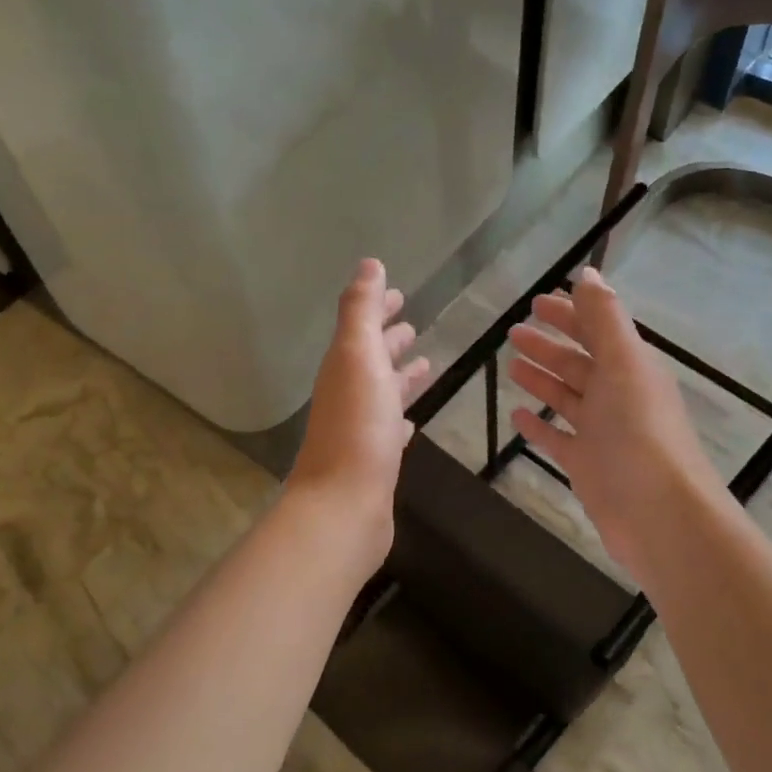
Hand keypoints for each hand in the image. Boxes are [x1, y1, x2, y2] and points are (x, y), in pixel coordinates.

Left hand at [289, 260, 430, 553]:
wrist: (344, 507)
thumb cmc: (357, 428)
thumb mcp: (358, 358)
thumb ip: (361, 311)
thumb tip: (369, 264)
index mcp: (344, 368)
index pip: (362, 329)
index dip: (378, 309)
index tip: (399, 295)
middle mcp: (349, 396)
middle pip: (371, 360)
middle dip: (390, 341)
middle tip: (413, 327)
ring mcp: (361, 431)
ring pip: (383, 394)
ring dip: (400, 378)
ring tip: (427, 365)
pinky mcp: (375, 463)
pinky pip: (389, 431)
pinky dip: (401, 419)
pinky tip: (412, 422)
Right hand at [506, 267, 723, 573]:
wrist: (660, 515)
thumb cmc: (640, 433)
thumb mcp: (624, 364)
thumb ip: (605, 318)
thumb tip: (588, 272)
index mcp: (632, 367)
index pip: (598, 329)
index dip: (570, 313)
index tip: (537, 301)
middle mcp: (618, 396)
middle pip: (579, 363)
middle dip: (549, 345)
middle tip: (513, 332)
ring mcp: (602, 433)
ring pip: (567, 398)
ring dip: (542, 380)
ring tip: (511, 365)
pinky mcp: (588, 466)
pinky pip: (558, 439)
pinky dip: (538, 426)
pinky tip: (516, 415)